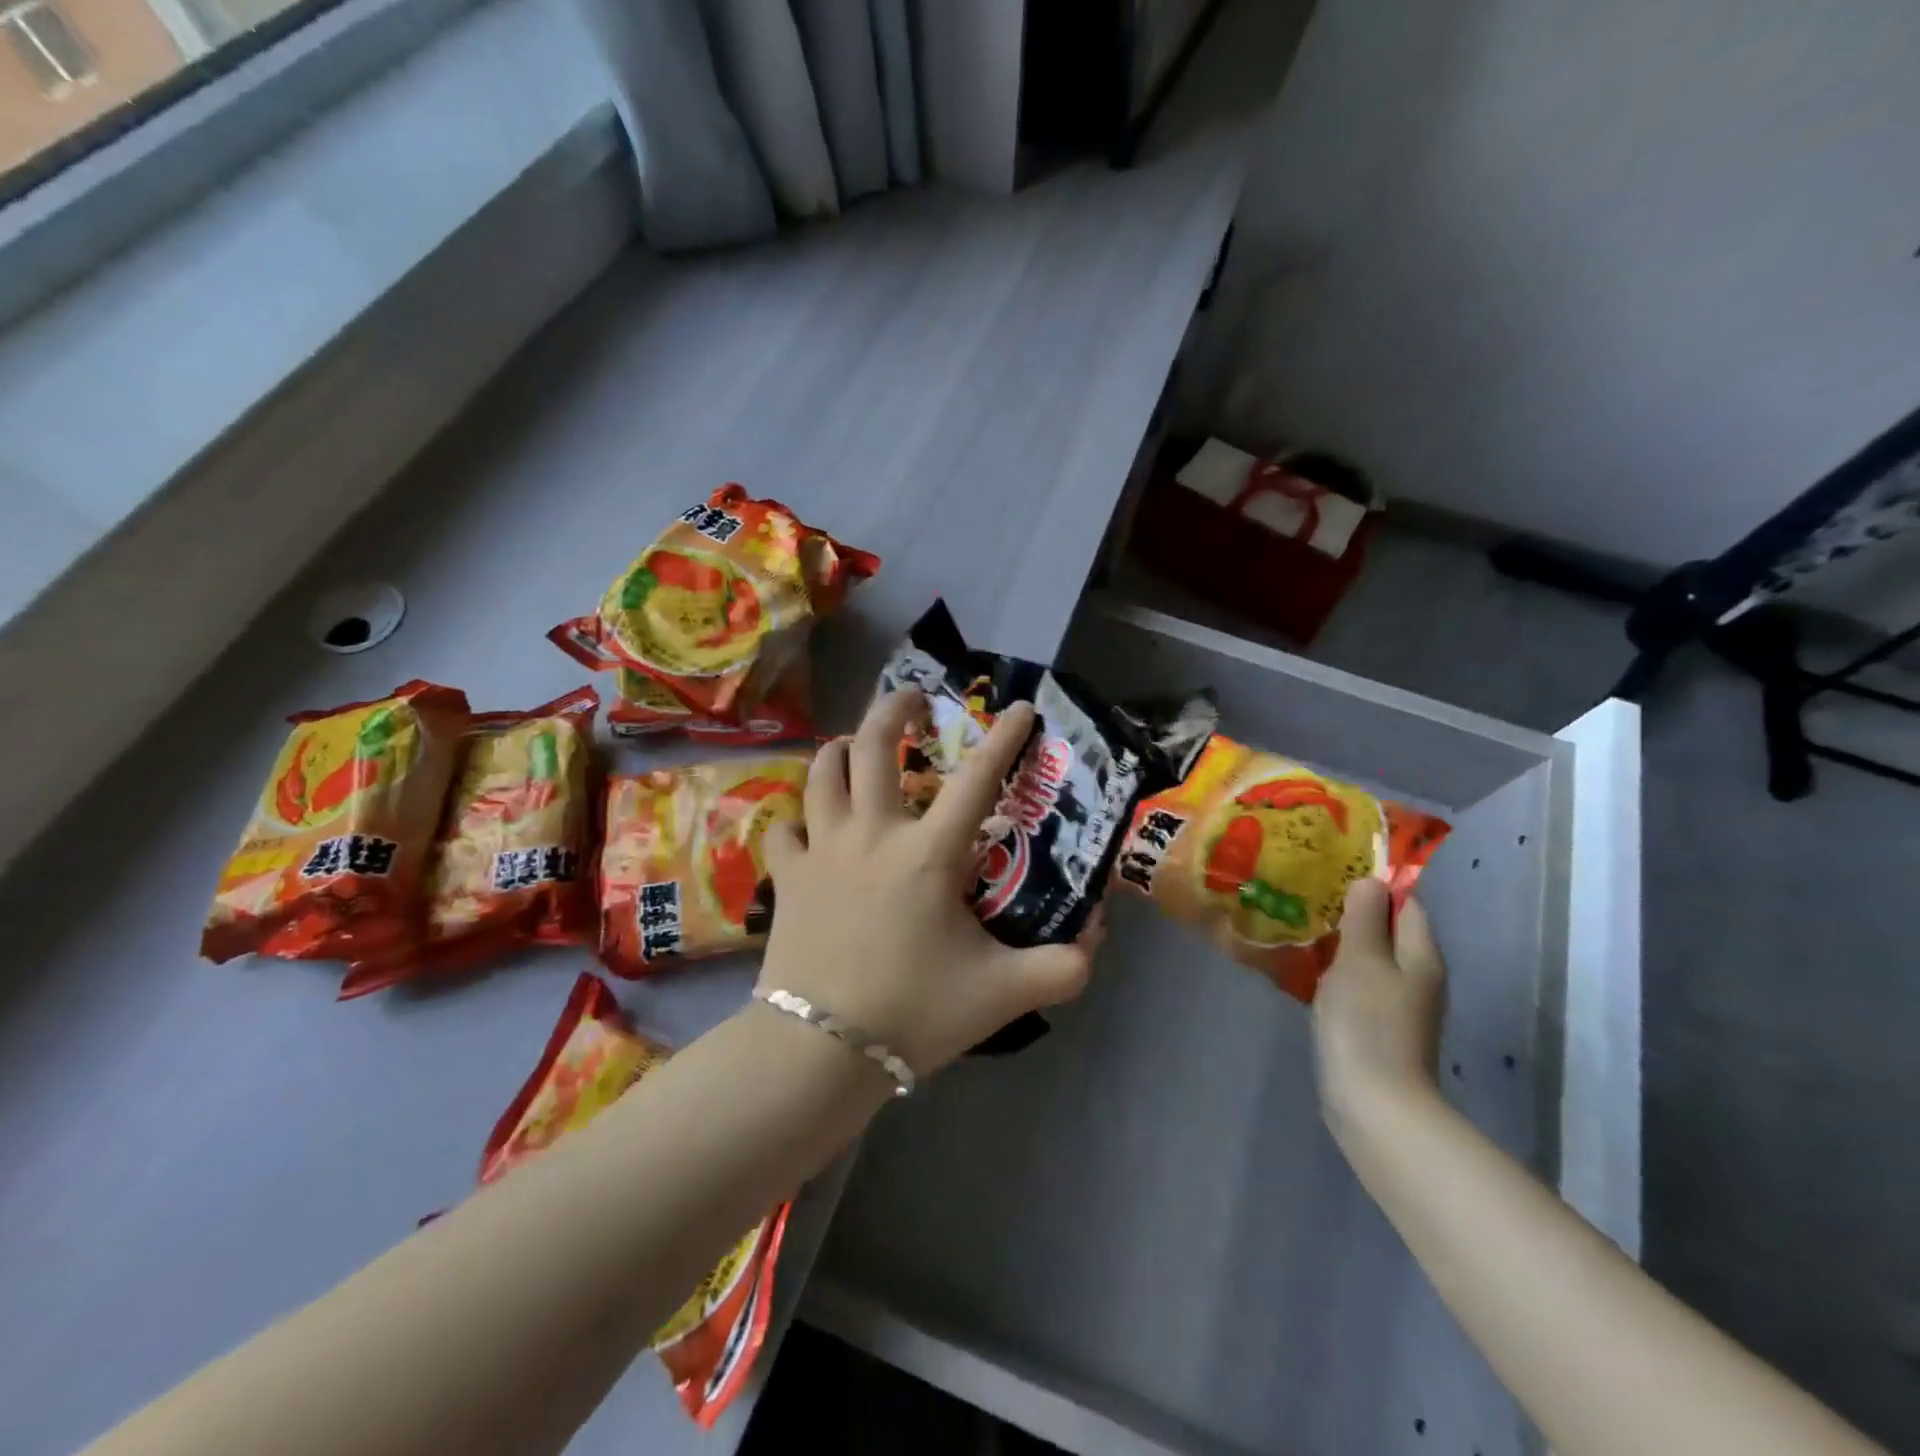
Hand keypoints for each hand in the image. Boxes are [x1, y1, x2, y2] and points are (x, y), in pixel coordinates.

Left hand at [757, 690, 1100, 1078]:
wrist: (819, 1052)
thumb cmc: (913, 1013)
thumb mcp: (1002, 995)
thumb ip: (1061, 967)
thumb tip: (1095, 937)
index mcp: (928, 853)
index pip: (977, 779)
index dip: (1004, 738)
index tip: (1019, 709)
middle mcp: (872, 833)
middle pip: (873, 745)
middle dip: (895, 709)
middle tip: (913, 699)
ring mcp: (822, 850)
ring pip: (823, 772)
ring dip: (841, 749)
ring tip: (855, 746)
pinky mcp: (787, 877)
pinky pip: (786, 829)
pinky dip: (799, 819)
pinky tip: (809, 827)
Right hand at [1312, 878, 1447, 1146]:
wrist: (1374, 1103)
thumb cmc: (1367, 1022)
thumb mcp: (1361, 959)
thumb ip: (1365, 918)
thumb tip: (1371, 881)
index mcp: (1421, 955)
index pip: (1406, 904)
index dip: (1376, 887)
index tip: (1335, 875)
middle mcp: (1418, 977)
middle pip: (1389, 932)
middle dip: (1354, 914)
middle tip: (1311, 900)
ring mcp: (1400, 1006)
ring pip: (1371, 959)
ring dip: (1342, 945)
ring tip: (1304, 930)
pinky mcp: (1378, 1028)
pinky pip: (1359, 985)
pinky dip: (1338, 974)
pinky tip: (1308, 973)